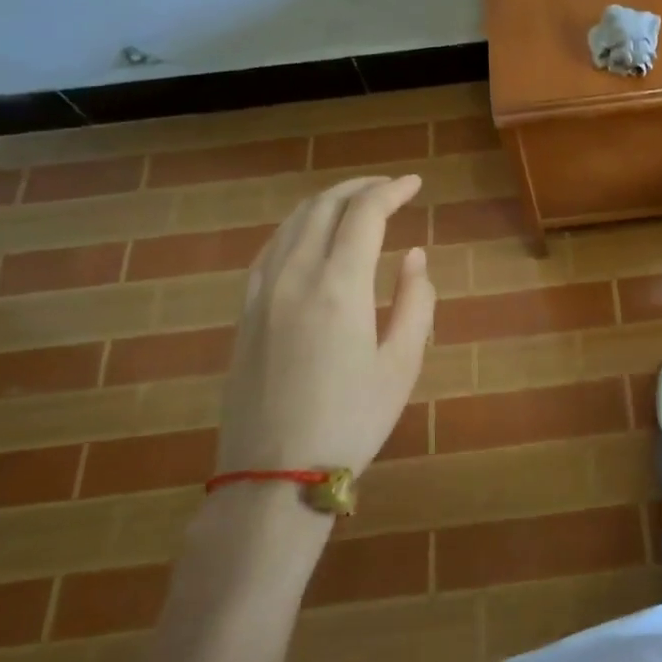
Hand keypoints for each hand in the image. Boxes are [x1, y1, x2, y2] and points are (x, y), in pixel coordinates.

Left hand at [216, 175, 434, 480]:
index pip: (364, 213)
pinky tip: (310, 237)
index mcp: (339, 286)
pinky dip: (297, 227)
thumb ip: (416, 301)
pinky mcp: (245, 312)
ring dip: (327, 202)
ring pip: (292, 223)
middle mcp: (295, 276)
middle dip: (360, 187)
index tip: (414, 184)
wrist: (274, 476)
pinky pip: (270, 249)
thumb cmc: (351, 421)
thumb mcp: (402, 364)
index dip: (392, 191)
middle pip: (324, 207)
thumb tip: (414, 255)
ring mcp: (262, 292)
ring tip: (355, 204)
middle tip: (390, 188)